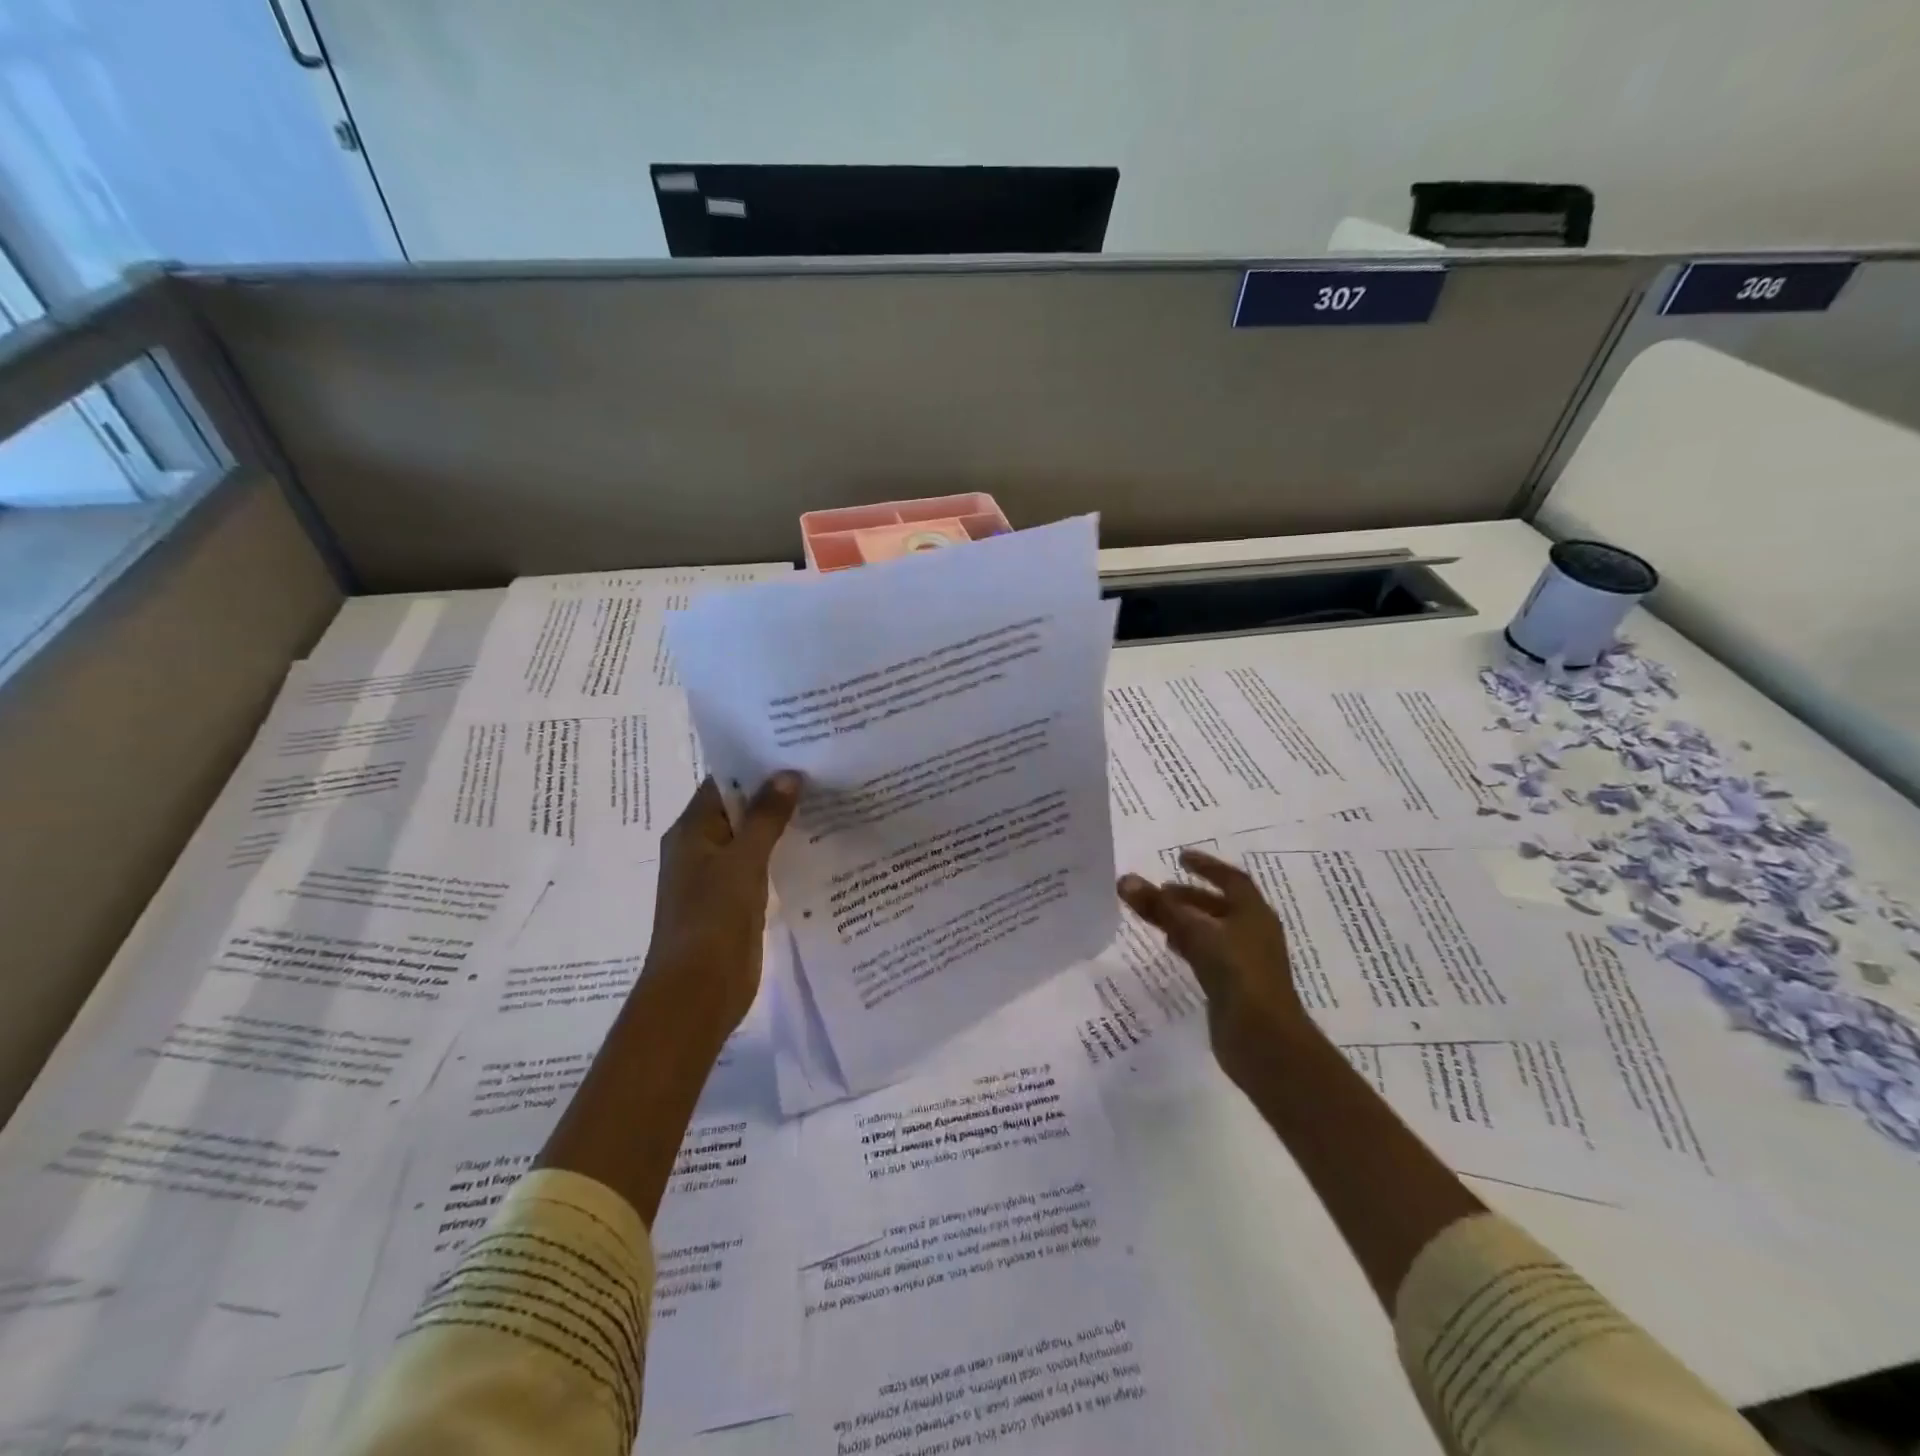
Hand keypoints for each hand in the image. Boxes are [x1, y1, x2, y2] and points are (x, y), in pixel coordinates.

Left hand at [642, 773, 800, 1040]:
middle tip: (822, 769)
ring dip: (782, 824)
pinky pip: (762, 867)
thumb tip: (788, 774)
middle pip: (741, 809)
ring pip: (754, 839)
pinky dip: (784, 854)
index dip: (756, 764)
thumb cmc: (712, 919)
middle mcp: (702, 848)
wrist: (697, 992)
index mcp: (692, 831)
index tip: (796, 747)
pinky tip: (818, 845)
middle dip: (776, 792)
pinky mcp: (736, 902)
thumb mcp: (743, 861)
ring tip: (828, 800)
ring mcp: (719, 877)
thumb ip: (766, 817)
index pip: (724, 783)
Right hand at [1117, 849, 1315, 1085]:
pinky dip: (1190, 946)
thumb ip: (1161, 908)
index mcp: (1254, 913)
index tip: (1180, 858)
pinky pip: (1209, 955)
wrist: (1264, 1039)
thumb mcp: (1195, 933)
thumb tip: (1125, 880)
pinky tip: (1172, 949)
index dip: (1206, 866)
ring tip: (1158, 917)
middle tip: (1160, 891)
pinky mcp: (1236, 987)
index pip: (1231, 879)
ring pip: (1213, 932)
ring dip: (1188, 921)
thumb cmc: (1236, 974)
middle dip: (1191, 896)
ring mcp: (1246, 962)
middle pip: (1221, 906)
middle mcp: (1254, 933)